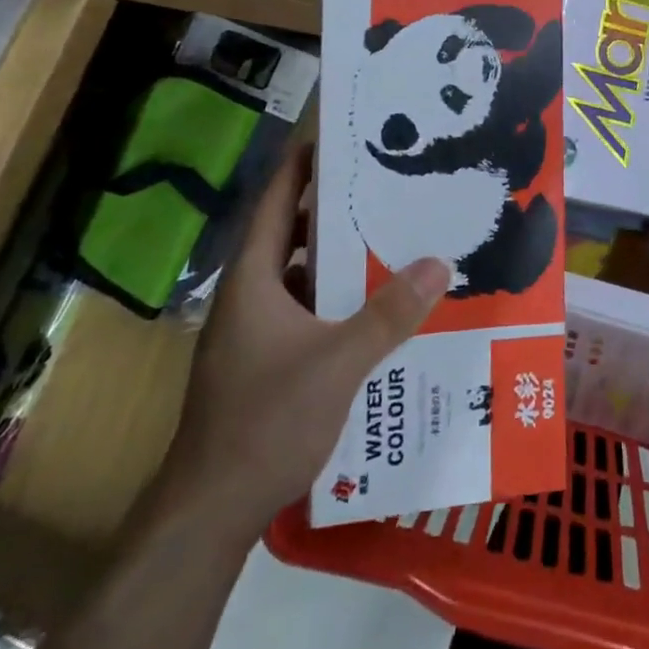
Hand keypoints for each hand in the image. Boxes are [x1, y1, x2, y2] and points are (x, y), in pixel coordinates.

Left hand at [153, 143, 448, 542]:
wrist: (209, 513)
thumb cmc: (264, 422)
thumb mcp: (337, 363)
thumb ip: (388, 313)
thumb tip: (439, 263)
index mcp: (254, 281)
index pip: (276, 203)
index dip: (301, 165)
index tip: (337, 134)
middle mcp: (249, 297)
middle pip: (290, 235)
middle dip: (332, 208)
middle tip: (383, 184)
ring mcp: (253, 333)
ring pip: (299, 276)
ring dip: (337, 258)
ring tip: (388, 238)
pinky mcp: (263, 363)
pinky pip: (304, 311)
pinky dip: (335, 299)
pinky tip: (373, 308)